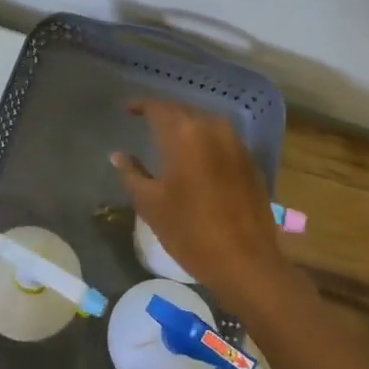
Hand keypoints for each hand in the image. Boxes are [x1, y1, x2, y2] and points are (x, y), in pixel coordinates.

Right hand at [111, 101, 293, 319]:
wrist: (246, 262)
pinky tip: (197, 158)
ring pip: (205, 123)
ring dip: (186, 126)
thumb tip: (118, 155)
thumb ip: (132, 174)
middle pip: (183, 111)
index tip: (127, 110)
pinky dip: (205, 142)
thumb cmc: (190, 232)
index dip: (140, 105)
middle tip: (145, 122)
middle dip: (163, 114)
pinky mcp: (250, 162)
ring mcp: (236, 144)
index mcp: (184, 134)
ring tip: (169, 138)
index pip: (158, 107)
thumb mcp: (151, 204)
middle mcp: (212, 129)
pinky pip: (222, 140)